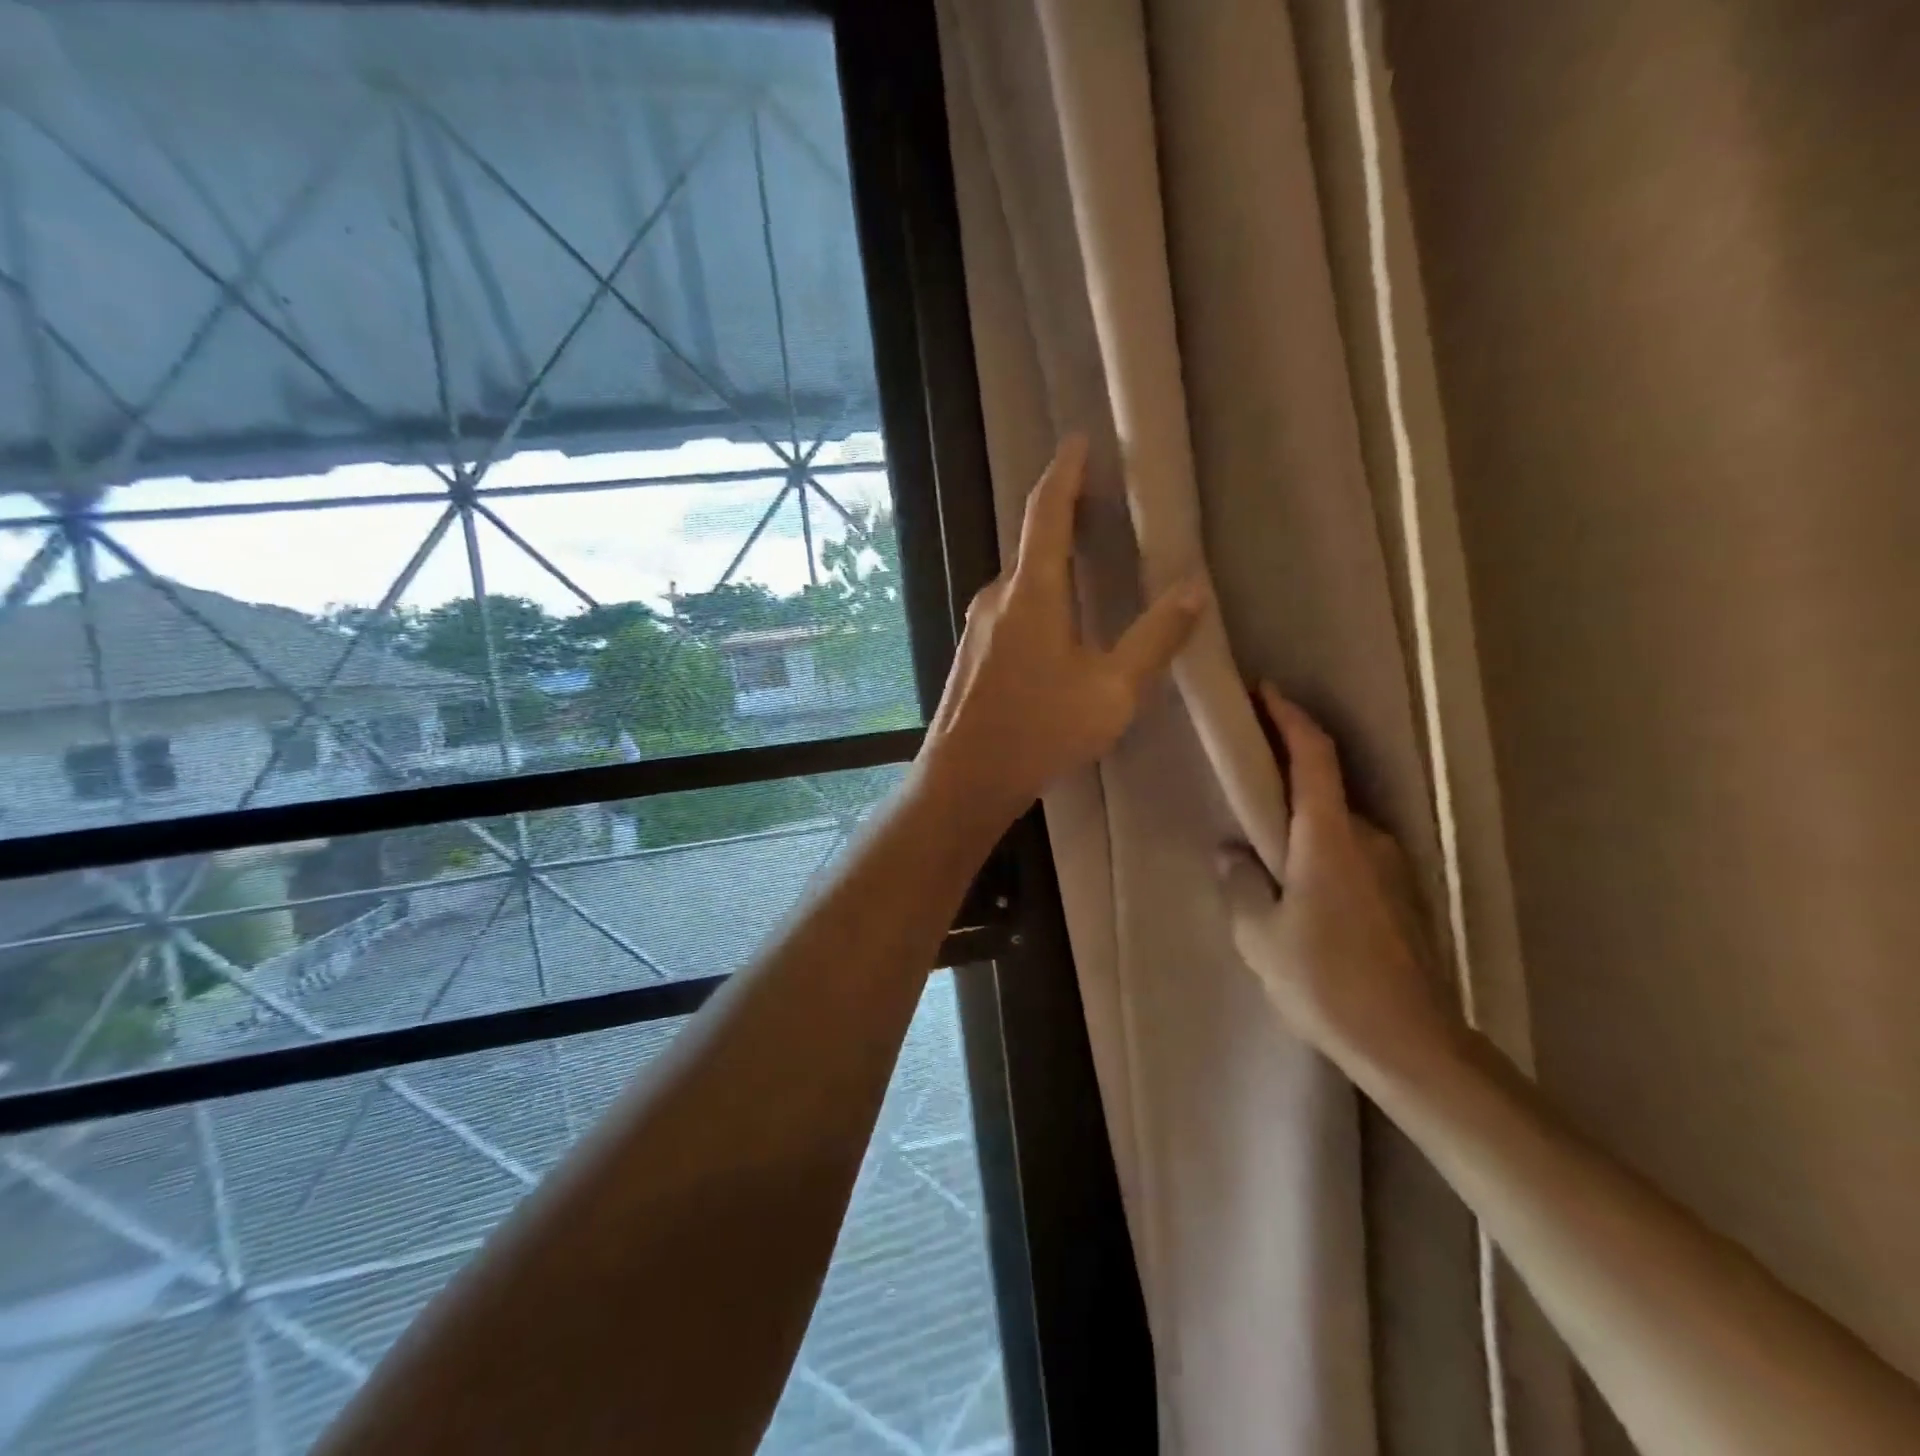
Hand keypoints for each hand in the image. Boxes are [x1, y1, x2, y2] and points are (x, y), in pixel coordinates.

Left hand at [919, 434, 1208, 827]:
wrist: (965, 778)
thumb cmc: (1041, 730)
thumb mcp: (1113, 691)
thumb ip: (1154, 639)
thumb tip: (1193, 590)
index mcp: (1032, 592)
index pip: (1046, 512)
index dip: (1065, 472)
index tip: (1078, 441)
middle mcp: (998, 597)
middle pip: (1033, 543)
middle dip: (1065, 517)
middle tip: (1100, 504)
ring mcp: (979, 625)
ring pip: (1022, 581)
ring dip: (1052, 563)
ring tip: (1087, 564)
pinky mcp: (973, 652)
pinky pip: (1012, 608)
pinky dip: (1038, 597)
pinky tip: (1058, 626)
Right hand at [1218, 685, 1459, 1076]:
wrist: (1411, 1045)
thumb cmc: (1326, 981)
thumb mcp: (1259, 934)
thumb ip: (1240, 883)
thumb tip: (1232, 853)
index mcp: (1329, 837)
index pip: (1314, 755)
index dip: (1289, 718)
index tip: (1264, 691)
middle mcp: (1368, 839)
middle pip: (1326, 783)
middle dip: (1286, 764)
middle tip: (1246, 765)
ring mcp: (1392, 868)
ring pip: (1338, 821)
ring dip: (1302, 813)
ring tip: (1262, 833)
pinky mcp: (1402, 897)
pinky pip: (1351, 852)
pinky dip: (1320, 845)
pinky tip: (1297, 881)